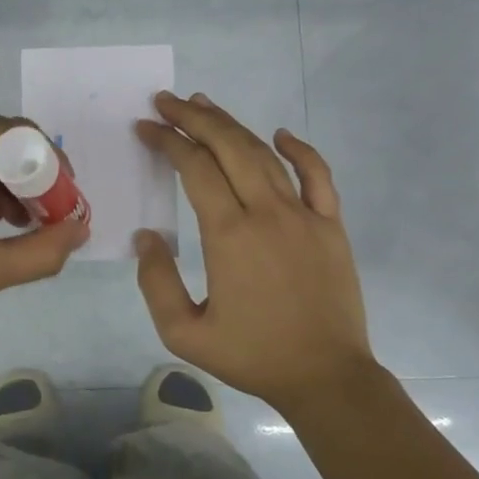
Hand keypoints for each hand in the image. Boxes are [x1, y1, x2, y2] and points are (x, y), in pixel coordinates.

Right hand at [134, 91, 378, 411]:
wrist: (325, 376)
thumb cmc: (252, 356)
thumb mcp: (184, 334)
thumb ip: (156, 282)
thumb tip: (147, 236)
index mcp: (229, 235)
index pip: (194, 168)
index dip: (168, 141)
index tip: (146, 127)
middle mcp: (267, 212)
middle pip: (228, 148)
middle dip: (194, 118)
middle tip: (168, 101)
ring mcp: (304, 215)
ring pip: (265, 154)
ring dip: (232, 126)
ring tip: (205, 106)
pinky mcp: (331, 225)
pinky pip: (318, 175)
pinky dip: (300, 150)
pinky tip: (281, 134)